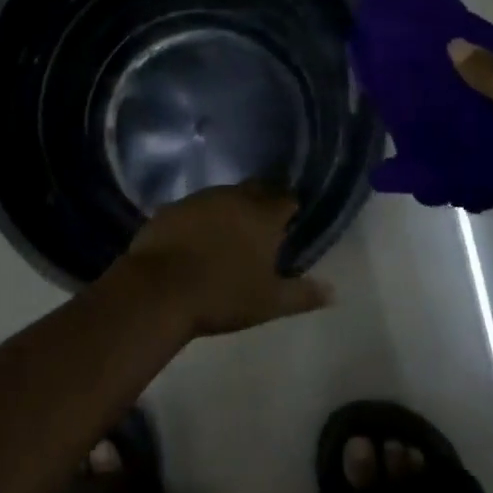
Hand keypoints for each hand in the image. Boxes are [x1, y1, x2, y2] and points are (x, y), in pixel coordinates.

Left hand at [116, 182, 333, 337]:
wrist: (159, 290)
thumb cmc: (222, 295)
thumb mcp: (269, 302)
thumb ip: (303, 294)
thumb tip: (333, 292)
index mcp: (262, 215)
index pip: (286, 198)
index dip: (291, 207)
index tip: (291, 221)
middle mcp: (232, 197)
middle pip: (255, 190)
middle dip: (262, 202)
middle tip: (263, 225)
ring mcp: (198, 199)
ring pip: (223, 196)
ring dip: (230, 208)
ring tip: (230, 232)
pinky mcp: (170, 208)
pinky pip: (194, 208)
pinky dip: (201, 218)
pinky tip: (196, 238)